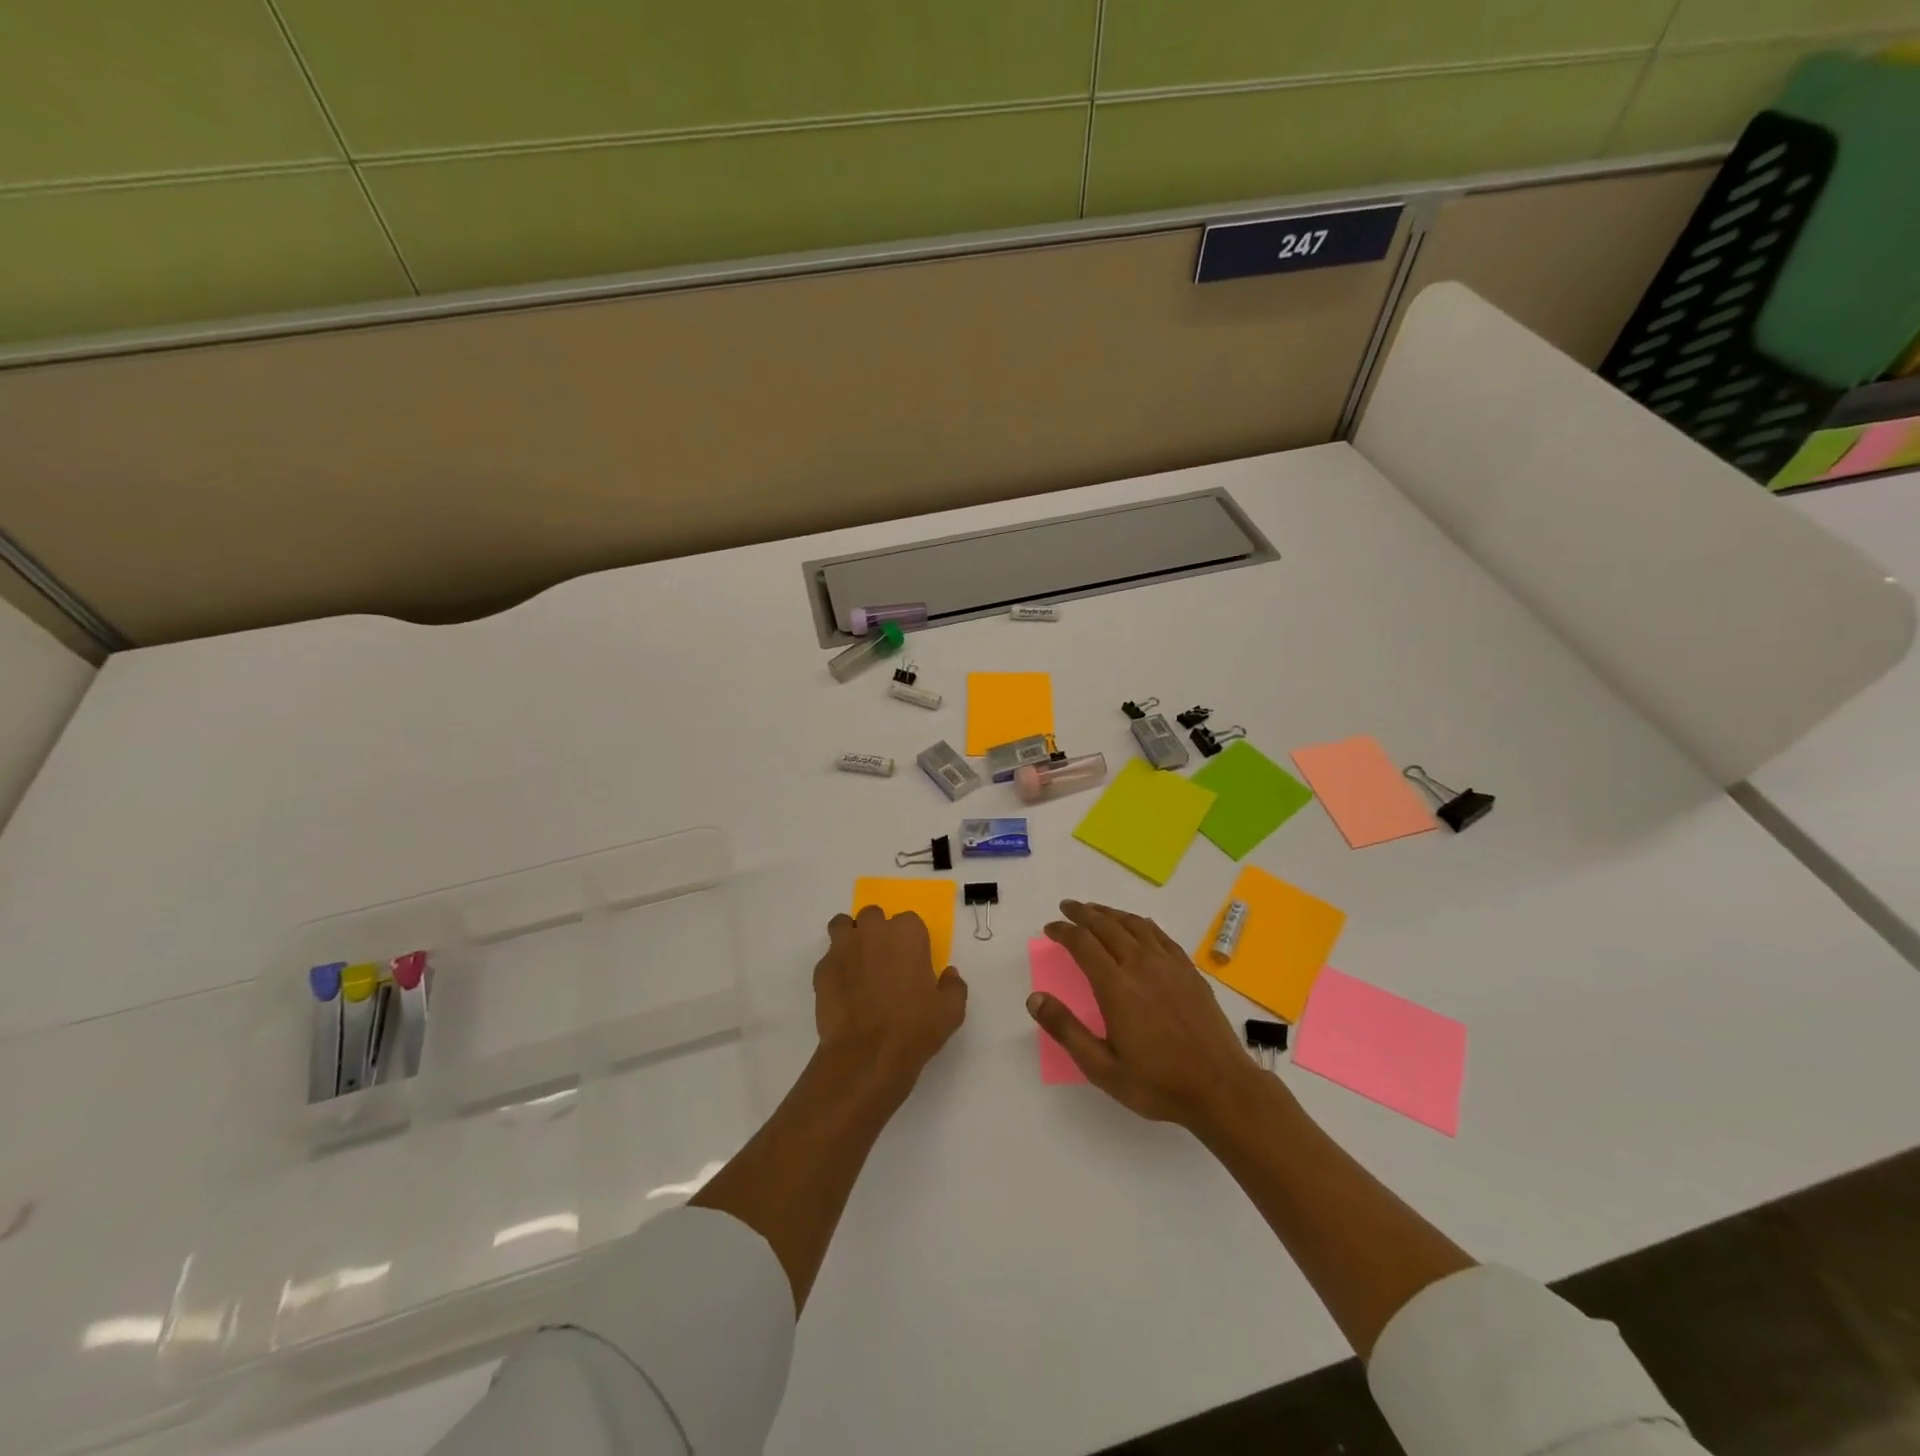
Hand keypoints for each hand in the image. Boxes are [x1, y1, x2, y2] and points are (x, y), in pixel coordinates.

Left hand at [816, 906, 967, 1098]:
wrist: (866, 1056)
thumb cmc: (914, 1029)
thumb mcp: (951, 1011)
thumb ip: (953, 986)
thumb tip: (948, 974)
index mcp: (907, 933)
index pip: (909, 921)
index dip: (909, 941)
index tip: (911, 961)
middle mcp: (874, 931)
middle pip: (873, 916)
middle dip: (877, 932)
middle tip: (884, 961)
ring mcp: (844, 947)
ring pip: (844, 926)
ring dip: (851, 937)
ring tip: (857, 963)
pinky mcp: (822, 968)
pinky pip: (829, 957)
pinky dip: (835, 967)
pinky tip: (843, 990)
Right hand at [1028, 899, 1260, 1131]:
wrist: (1220, 1087)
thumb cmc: (1157, 1082)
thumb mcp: (1102, 1068)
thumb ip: (1066, 1030)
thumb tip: (1034, 999)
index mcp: (1116, 986)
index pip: (1082, 943)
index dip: (1063, 931)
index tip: (1050, 928)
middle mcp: (1140, 965)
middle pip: (1106, 926)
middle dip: (1083, 914)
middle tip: (1067, 908)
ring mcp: (1168, 964)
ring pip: (1133, 924)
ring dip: (1110, 913)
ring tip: (1095, 911)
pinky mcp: (1189, 970)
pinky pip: (1160, 935)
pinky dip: (1141, 923)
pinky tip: (1137, 926)